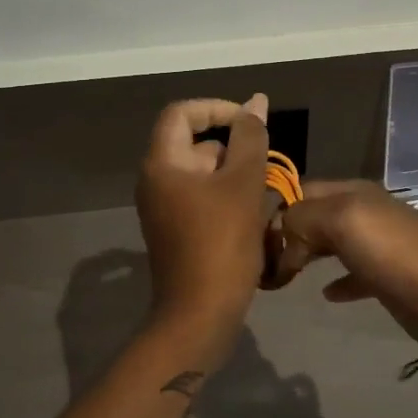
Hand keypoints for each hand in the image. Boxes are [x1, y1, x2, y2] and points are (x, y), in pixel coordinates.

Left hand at [135, 95, 270, 339]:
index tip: (250, 122)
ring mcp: (163, 207)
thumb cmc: (221, 243)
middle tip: (262, 168)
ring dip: (234, 175)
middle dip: (232, 148)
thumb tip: (255, 102)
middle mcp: (155, 180)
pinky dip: (226, 197)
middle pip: (194, 143)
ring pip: (202, 172)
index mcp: (162, 163)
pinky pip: (200, 197)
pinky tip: (251, 215)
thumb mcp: (242, 184)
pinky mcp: (174, 230)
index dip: (217, 108)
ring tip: (262, 195)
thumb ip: (250, 138)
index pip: (182, 113)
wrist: (199, 315)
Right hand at [268, 181, 417, 354]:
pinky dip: (335, 281)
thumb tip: (279, 243)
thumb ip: (302, 219)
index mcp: (350, 193)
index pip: (298, 189)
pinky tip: (323, 294)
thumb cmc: (395, 253)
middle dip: (283, 234)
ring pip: (328, 243)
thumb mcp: (343, 220)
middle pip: (311, 216)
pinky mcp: (385, 279)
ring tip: (277, 277)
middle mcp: (360, 213)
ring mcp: (375, 246)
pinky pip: (352, 275)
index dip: (271, 208)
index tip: (243, 236)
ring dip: (303, 255)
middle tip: (256, 262)